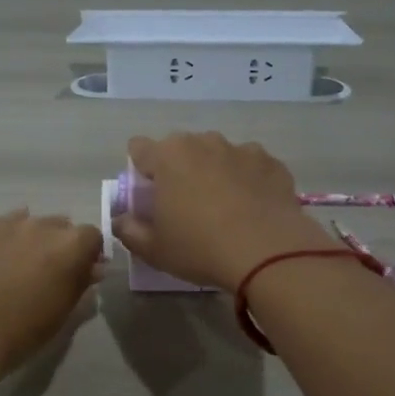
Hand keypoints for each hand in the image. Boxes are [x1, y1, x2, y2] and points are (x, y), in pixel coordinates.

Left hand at [0, 210, 103, 383]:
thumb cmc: (20, 331)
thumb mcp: (61, 314)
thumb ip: (80, 284)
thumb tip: (91, 268)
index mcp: (71, 247)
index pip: (93, 236)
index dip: (89, 253)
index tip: (82, 272)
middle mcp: (43, 226)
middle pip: (62, 226)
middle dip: (61, 245)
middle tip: (50, 272)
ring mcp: (10, 224)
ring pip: (32, 223)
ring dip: (34, 240)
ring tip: (20, 267)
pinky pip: (4, 225)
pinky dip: (8, 238)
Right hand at [114, 133, 337, 289]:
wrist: (268, 253)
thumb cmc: (199, 248)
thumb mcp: (152, 249)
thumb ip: (128, 230)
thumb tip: (122, 220)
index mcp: (168, 156)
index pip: (139, 149)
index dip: (140, 171)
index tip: (149, 197)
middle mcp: (204, 142)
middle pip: (181, 149)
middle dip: (179, 170)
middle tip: (185, 206)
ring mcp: (242, 149)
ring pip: (218, 155)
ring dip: (214, 173)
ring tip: (224, 209)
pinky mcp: (272, 163)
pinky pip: (251, 167)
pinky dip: (247, 182)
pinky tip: (252, 210)